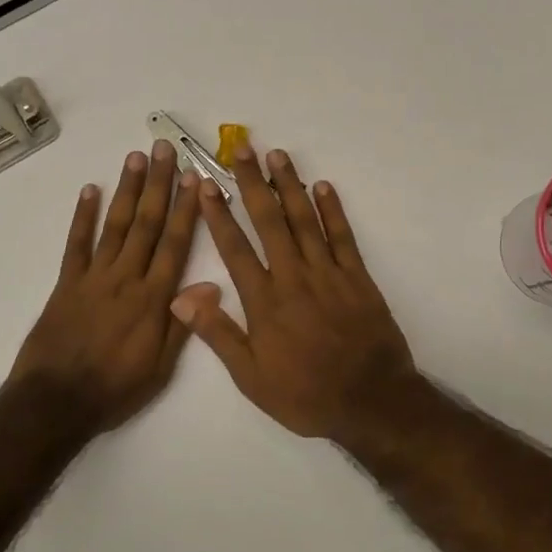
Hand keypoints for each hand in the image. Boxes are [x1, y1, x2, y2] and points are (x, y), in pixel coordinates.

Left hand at [10, 141, 200, 433]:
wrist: (55, 402)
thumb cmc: (115, 389)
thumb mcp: (161, 368)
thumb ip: (185, 323)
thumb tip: (213, 283)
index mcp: (153, 299)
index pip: (174, 244)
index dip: (185, 209)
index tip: (193, 178)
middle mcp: (125, 279)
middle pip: (145, 224)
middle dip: (158, 184)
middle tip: (164, 148)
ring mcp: (93, 278)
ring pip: (114, 226)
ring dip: (126, 190)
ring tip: (136, 157)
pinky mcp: (66, 284)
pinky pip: (75, 244)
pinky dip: (82, 216)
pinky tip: (90, 190)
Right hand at [170, 144, 420, 439]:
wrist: (371, 402)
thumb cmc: (305, 394)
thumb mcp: (251, 377)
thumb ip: (218, 333)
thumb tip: (180, 296)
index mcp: (264, 301)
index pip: (234, 248)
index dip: (218, 214)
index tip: (204, 184)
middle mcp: (293, 277)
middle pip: (269, 221)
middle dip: (252, 183)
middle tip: (242, 149)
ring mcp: (328, 274)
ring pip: (305, 220)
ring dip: (290, 186)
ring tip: (277, 155)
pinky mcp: (358, 277)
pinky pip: (342, 237)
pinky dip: (332, 210)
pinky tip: (323, 187)